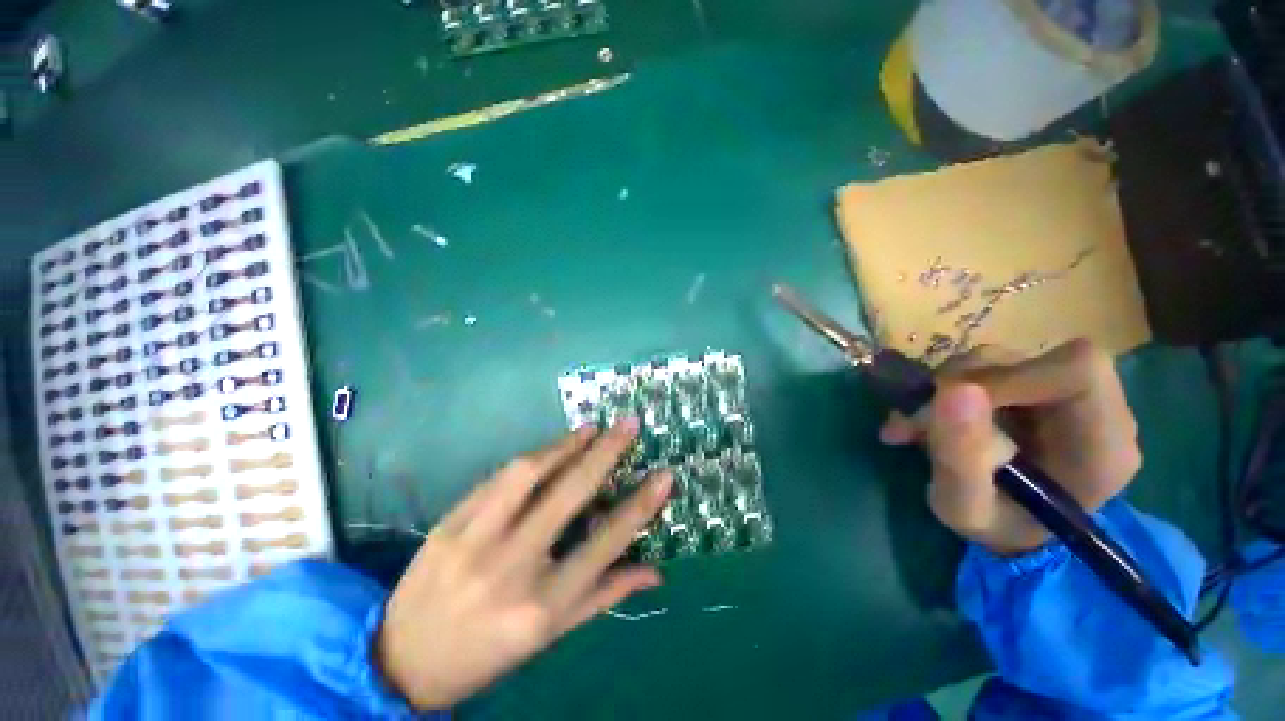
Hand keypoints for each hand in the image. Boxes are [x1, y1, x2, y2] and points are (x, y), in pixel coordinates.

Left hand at [375, 420, 671, 708]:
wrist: (402, 660)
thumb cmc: (487, 653)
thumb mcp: (551, 636)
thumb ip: (605, 596)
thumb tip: (655, 571)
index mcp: (543, 606)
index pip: (605, 544)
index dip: (641, 505)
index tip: (665, 475)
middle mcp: (512, 569)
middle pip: (569, 495)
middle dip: (605, 453)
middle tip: (628, 424)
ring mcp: (475, 541)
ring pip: (528, 475)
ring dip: (564, 444)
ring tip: (590, 429)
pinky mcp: (449, 523)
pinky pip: (497, 479)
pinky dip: (531, 458)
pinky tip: (549, 449)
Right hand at [879, 339, 1141, 554]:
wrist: (1011, 528)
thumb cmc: (996, 529)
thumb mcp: (964, 510)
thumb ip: (960, 459)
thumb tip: (954, 390)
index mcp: (1104, 445)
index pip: (1078, 371)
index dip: (1010, 375)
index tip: (951, 400)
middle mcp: (1095, 409)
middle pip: (1031, 359)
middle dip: (962, 382)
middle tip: (918, 421)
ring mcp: (1061, 393)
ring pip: (998, 360)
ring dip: (943, 388)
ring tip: (912, 428)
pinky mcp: (1032, 386)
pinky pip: (985, 368)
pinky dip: (943, 390)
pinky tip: (925, 420)